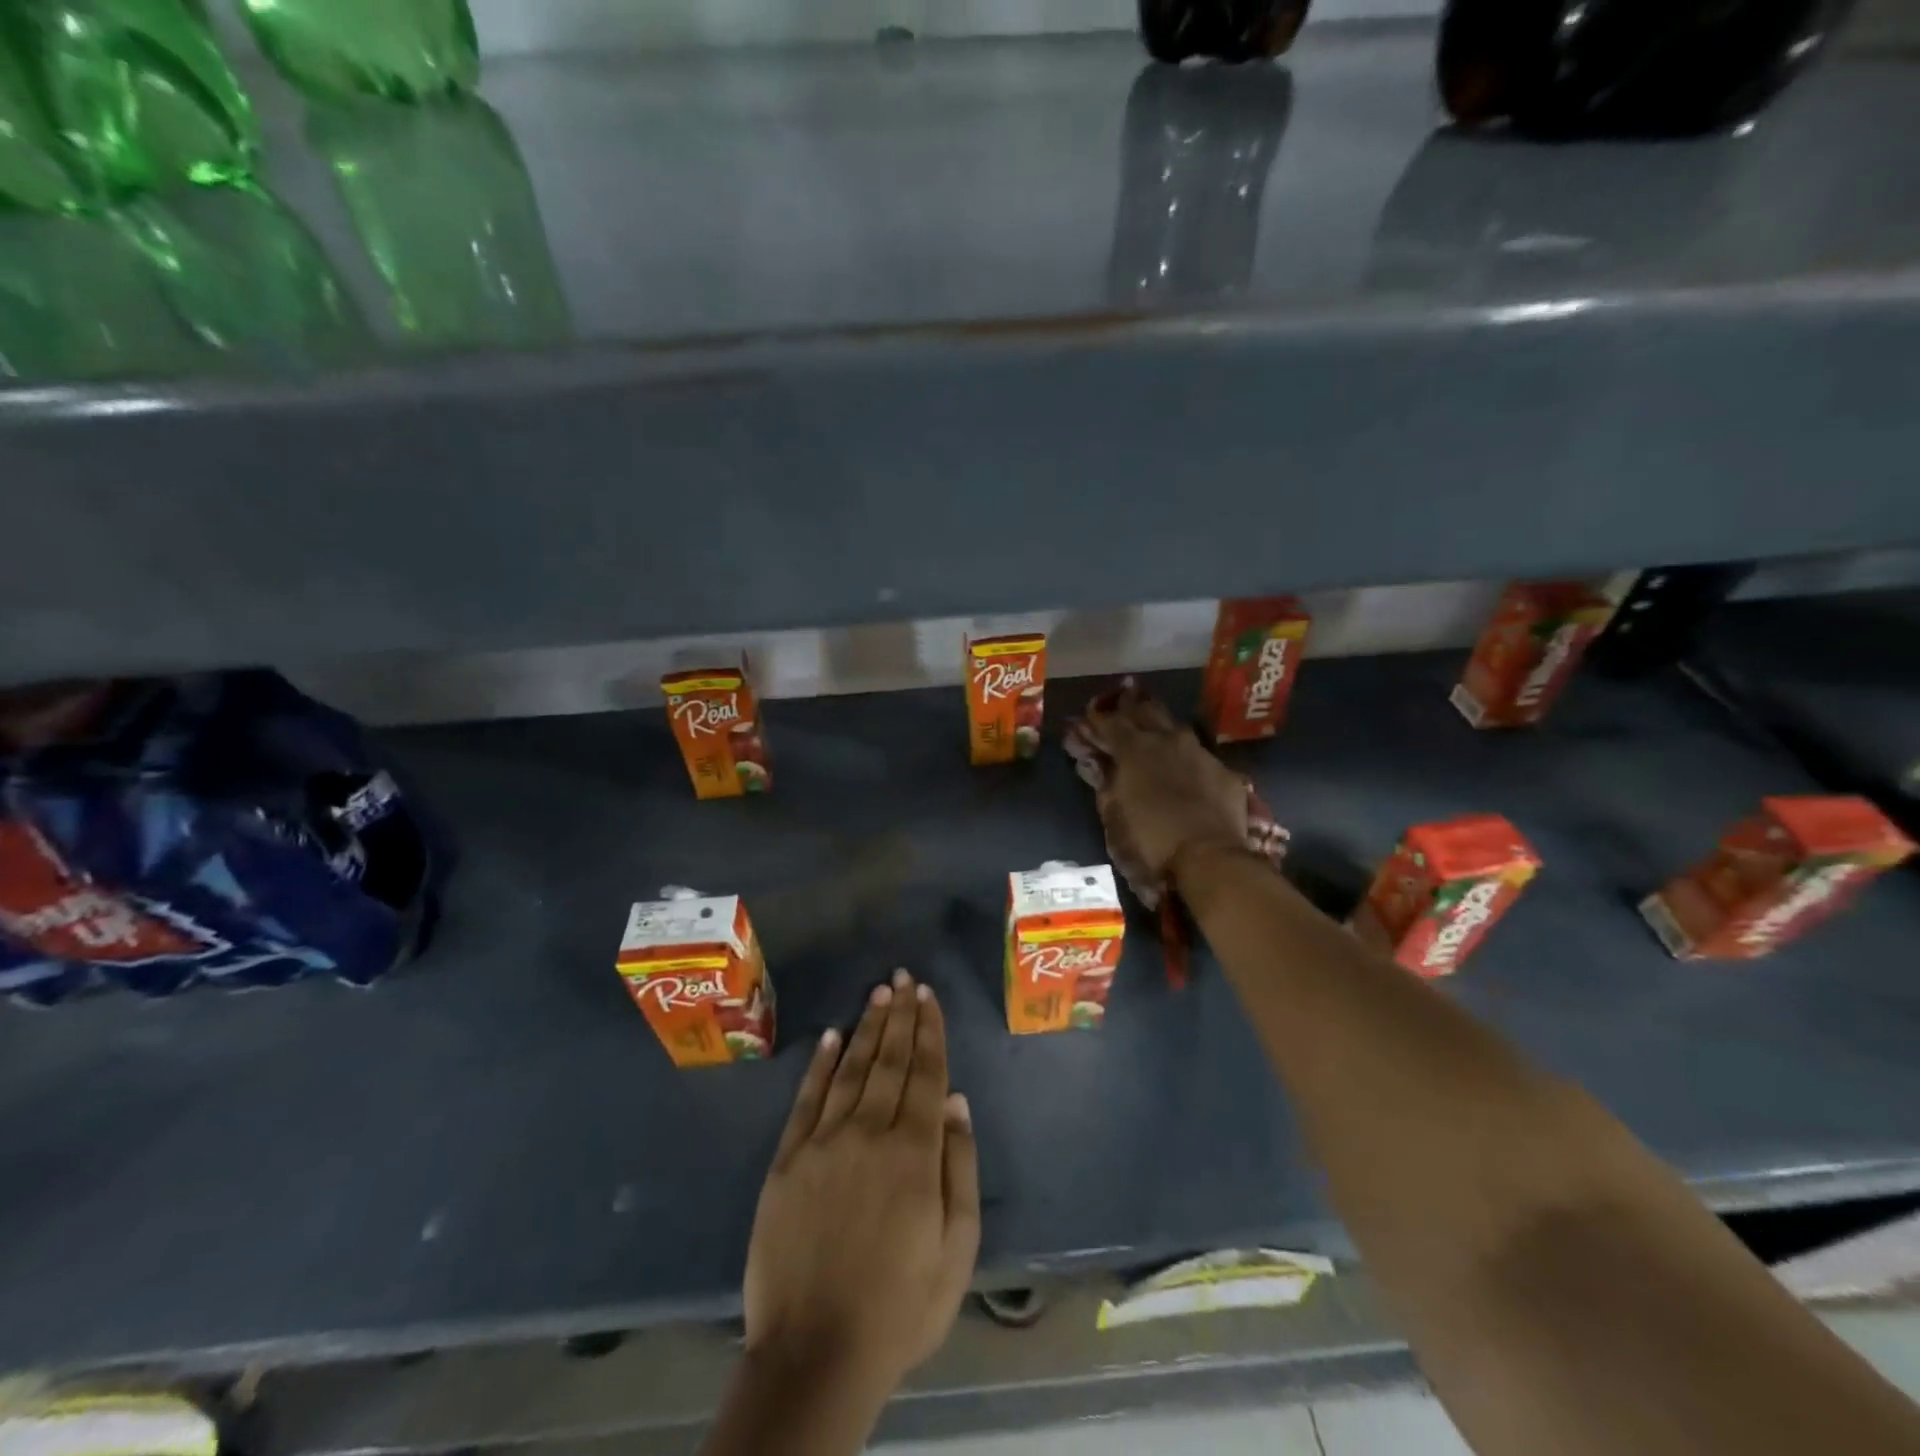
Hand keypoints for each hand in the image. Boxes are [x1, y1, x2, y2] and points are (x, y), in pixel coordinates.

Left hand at [744, 970, 979, 1397]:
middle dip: (900, 1015)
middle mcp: (869, 1133)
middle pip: (890, 1060)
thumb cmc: (899, 1308)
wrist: (815, 1355)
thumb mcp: (956, 1251)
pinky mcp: (787, 1160)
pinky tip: (832, 1036)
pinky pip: (807, 1099)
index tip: (929, 996)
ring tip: (879, 994)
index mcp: (914, 1154)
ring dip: (867, 1028)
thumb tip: (955, 1102)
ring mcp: (824, 1143)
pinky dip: (821, 1064)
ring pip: (852, 1069)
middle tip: (903, 977)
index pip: (925, 1074)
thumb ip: (960, 1169)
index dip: (929, 1031)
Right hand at [1083, 683, 1250, 885]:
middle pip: (1146, 711)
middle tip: (1119, 708)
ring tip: (1151, 731)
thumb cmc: (1149, 840)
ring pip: (1176, 727)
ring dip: (1160, 726)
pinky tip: (1185, 767)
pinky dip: (1186, 757)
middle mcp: (1168, 740)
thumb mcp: (1113, 816)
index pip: (1110, 721)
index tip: (1086, 718)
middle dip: (1129, 708)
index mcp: (1134, 749)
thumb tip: (1096, 763)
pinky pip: (1200, 755)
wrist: (1210, 859)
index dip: (1096, 718)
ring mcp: (1200, 753)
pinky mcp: (1225, 772)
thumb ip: (1104, 783)